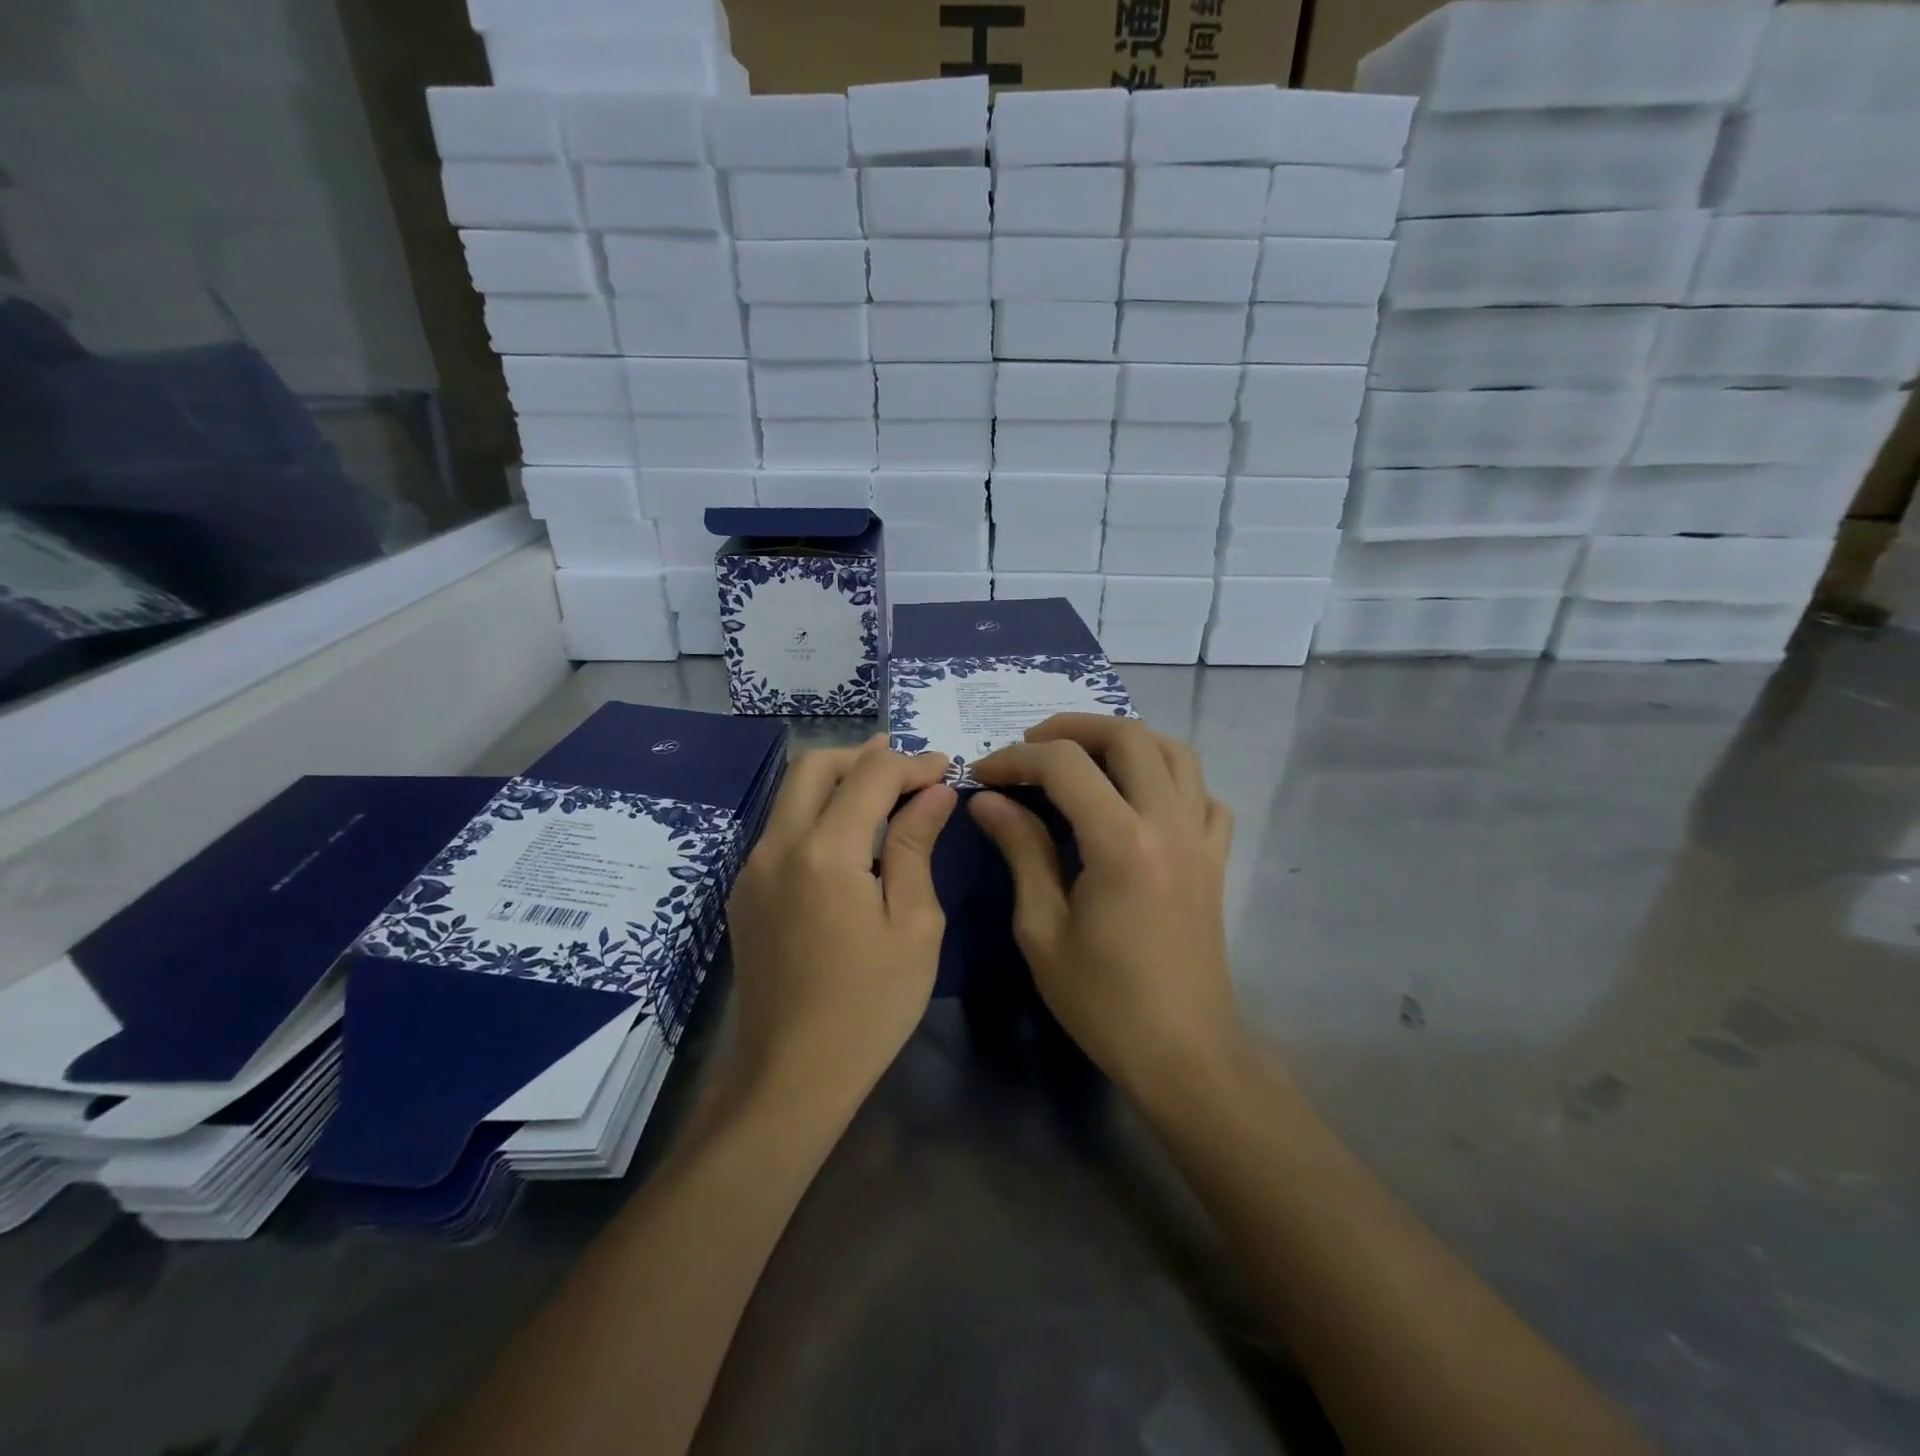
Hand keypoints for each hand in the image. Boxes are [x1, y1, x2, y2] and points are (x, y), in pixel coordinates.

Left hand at [726, 737, 957, 1107]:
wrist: (791, 1076)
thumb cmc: (869, 1006)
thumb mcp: (913, 926)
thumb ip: (916, 847)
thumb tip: (935, 793)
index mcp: (823, 853)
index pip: (871, 776)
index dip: (912, 763)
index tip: (946, 767)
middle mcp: (776, 846)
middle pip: (815, 765)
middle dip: (865, 755)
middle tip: (909, 769)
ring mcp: (752, 868)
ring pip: (792, 793)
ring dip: (839, 781)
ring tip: (886, 793)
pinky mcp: (745, 891)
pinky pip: (782, 827)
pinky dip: (818, 812)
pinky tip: (851, 838)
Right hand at [968, 715, 1241, 1101]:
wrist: (1183, 1053)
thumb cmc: (1103, 1001)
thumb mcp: (1042, 929)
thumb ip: (1021, 851)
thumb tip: (989, 800)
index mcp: (1121, 842)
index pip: (1065, 765)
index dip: (1016, 759)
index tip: (983, 775)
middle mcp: (1169, 823)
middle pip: (1128, 736)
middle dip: (1071, 729)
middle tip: (1030, 749)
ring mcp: (1201, 838)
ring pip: (1175, 752)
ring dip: (1125, 741)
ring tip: (1085, 759)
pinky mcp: (1216, 858)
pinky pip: (1204, 795)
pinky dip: (1171, 780)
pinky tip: (1142, 801)